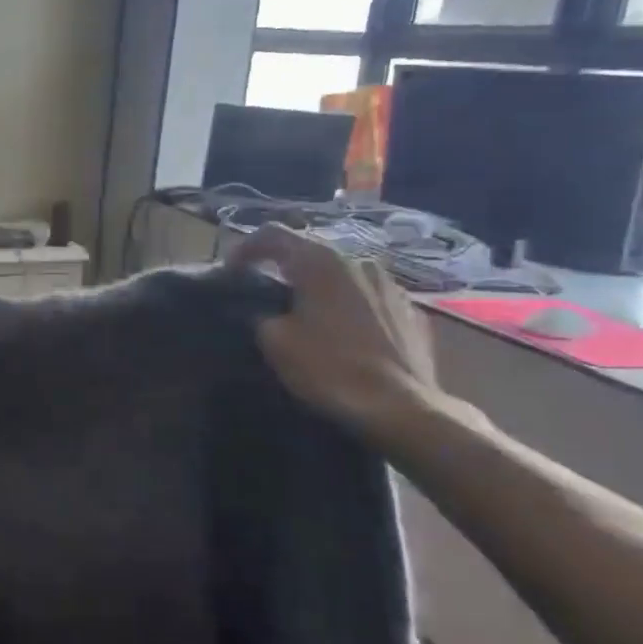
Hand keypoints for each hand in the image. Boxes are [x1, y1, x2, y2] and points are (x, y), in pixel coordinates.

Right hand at [229, 224, 452, 447]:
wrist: (402, 408)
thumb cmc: (330, 368)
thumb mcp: (275, 341)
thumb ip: (262, 314)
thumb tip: (265, 310)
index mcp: (321, 261)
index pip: (273, 234)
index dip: (245, 248)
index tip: (230, 271)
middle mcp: (359, 261)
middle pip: (311, 253)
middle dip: (285, 269)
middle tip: (265, 293)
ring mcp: (392, 285)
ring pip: (343, 276)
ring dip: (320, 289)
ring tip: (307, 316)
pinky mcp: (412, 312)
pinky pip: (369, 300)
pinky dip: (349, 308)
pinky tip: (343, 335)